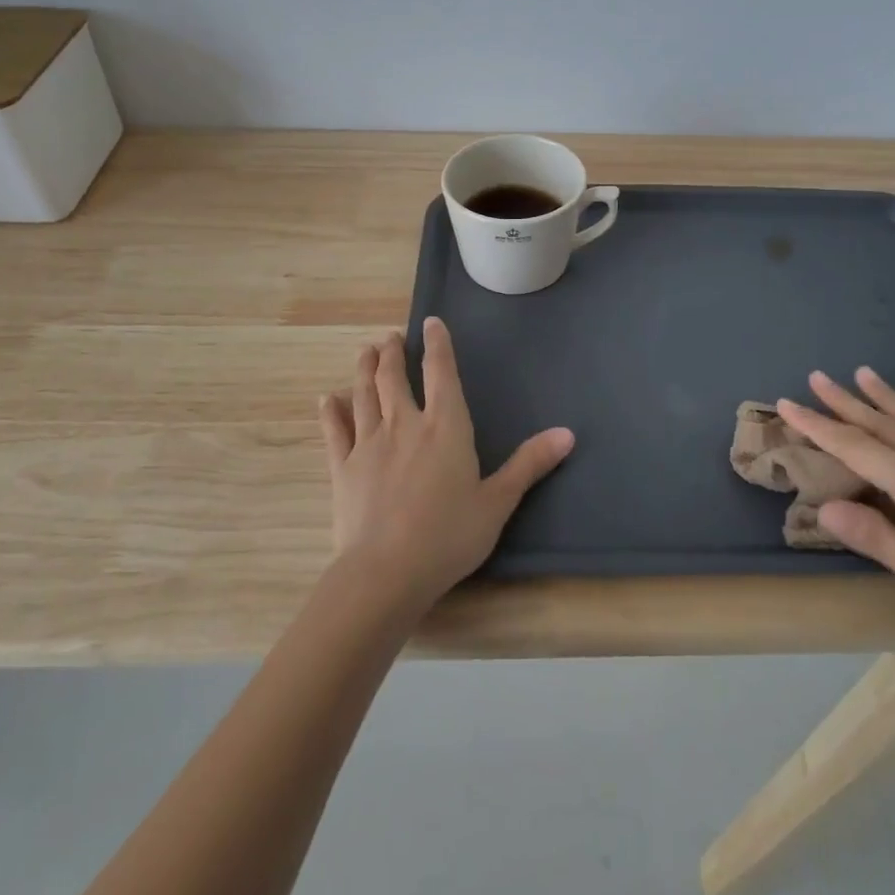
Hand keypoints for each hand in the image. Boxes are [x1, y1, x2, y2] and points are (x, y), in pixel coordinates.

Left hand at [319, 318, 574, 609]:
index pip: (441, 372)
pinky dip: (330, 411)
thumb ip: (529, 464)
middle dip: (393, 353)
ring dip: (364, 369)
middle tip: (391, 337)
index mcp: (445, 427)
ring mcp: (368, 444)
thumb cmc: (449, 536)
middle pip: (394, 377)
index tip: (431, 322)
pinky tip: (327, 398)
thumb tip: (568, 434)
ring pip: (364, 394)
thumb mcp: (498, 502)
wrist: (386, 572)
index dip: (437, 344)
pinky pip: (334, 431)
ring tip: (365, 351)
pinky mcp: (342, 467)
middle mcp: (404, 424)